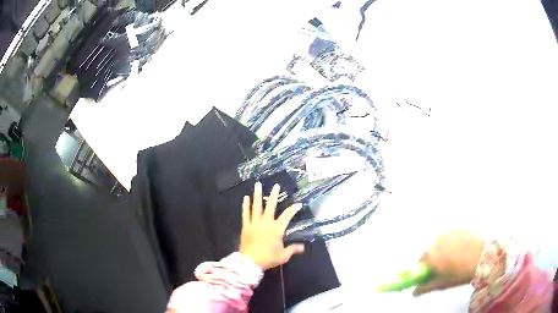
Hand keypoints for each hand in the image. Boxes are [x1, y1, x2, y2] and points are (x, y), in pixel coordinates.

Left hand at [239, 182, 304, 270]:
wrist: (250, 261)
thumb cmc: (268, 257)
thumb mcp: (283, 255)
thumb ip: (293, 249)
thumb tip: (303, 247)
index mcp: (277, 228)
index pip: (287, 216)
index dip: (293, 209)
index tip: (299, 204)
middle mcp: (266, 222)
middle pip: (271, 206)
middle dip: (274, 195)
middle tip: (276, 185)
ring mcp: (255, 223)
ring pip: (257, 206)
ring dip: (257, 195)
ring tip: (257, 184)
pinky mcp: (246, 226)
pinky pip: (245, 214)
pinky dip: (245, 205)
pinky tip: (245, 198)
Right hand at [413, 230, 484, 295]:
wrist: (483, 258)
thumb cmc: (460, 273)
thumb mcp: (442, 283)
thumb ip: (426, 287)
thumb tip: (414, 292)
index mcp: (431, 255)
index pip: (420, 262)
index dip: (424, 269)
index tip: (430, 274)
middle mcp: (437, 241)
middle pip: (431, 251)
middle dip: (435, 259)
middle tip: (443, 268)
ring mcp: (449, 233)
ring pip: (441, 243)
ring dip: (444, 250)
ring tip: (454, 259)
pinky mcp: (459, 229)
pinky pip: (451, 237)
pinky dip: (453, 243)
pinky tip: (461, 250)